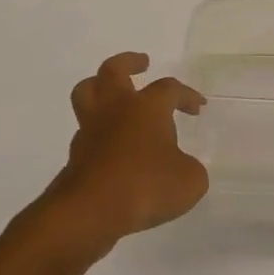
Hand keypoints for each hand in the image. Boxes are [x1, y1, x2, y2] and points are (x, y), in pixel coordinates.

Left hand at [40, 52, 207, 256]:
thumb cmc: (145, 186)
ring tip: (115, 95)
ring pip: (87, 94)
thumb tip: (182, 167)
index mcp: (147, 107)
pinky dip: (99, 131)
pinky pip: (86, 131)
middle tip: (142, 63)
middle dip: (129, 62)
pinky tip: (113, 146)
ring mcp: (90, 131)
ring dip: (100, 88)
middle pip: (113, 70)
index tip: (198, 107)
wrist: (89, 212)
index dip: (187, 95)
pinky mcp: (76, 155)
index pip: (170, 88)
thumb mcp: (189, 181)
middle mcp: (115, 109)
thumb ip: (190, 168)